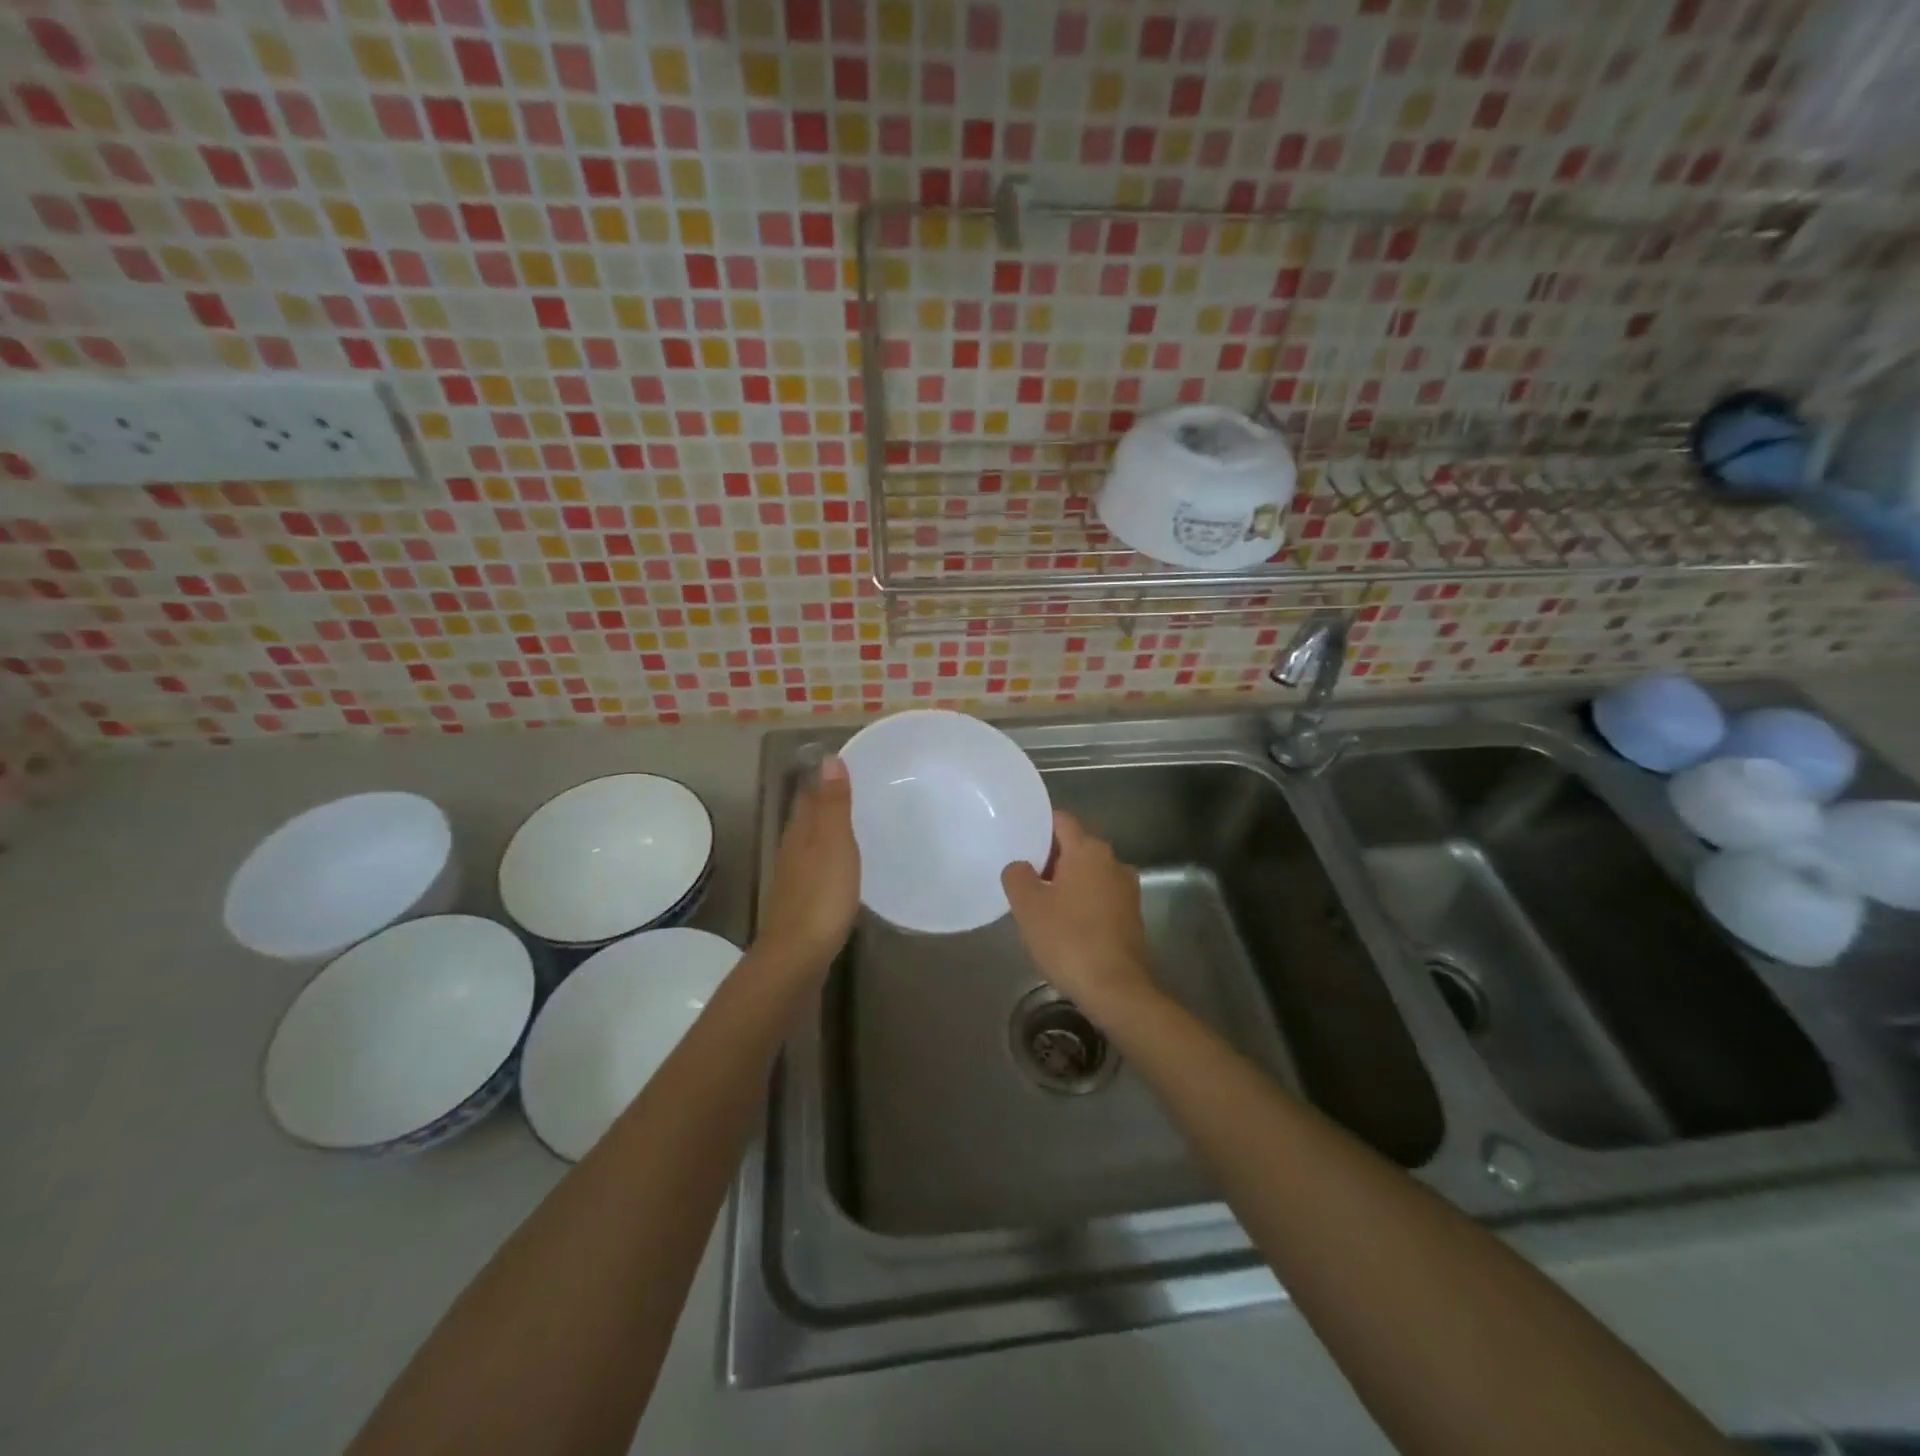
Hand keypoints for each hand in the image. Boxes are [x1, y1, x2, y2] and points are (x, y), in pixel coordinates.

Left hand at [756, 756, 860, 975]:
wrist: (796, 956)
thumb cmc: (821, 896)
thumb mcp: (834, 844)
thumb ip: (833, 805)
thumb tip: (827, 759)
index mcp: (800, 833)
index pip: (809, 796)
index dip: (824, 780)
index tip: (846, 766)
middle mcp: (792, 851)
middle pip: (806, 819)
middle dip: (825, 804)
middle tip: (856, 792)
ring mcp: (793, 879)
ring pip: (809, 845)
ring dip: (826, 833)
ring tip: (853, 826)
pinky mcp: (800, 904)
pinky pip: (815, 870)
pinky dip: (828, 861)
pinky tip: (841, 869)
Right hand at [1001, 812, 1157, 1021]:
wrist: (1116, 990)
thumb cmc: (1068, 940)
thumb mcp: (1028, 906)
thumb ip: (1017, 875)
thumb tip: (1020, 866)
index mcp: (1089, 850)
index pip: (1061, 820)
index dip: (1038, 827)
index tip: (1018, 842)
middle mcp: (1113, 861)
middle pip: (1075, 846)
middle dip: (1049, 857)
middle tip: (1023, 877)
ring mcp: (1126, 889)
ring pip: (1088, 873)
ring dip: (1066, 882)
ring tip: (1041, 903)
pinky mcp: (1131, 915)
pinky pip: (1099, 895)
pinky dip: (1082, 902)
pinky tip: (1064, 924)